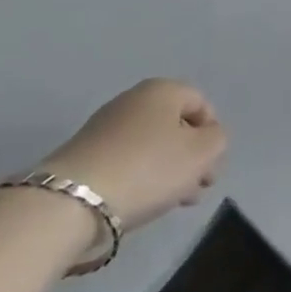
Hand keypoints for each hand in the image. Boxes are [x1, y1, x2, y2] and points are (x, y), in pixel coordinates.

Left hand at [42, 79, 227, 232]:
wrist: (73, 200)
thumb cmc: (147, 168)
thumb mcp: (201, 153)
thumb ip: (217, 140)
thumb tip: (208, 140)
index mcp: (163, 89)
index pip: (202, 104)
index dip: (213, 136)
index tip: (211, 170)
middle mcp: (134, 98)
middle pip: (175, 125)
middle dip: (190, 157)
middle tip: (194, 190)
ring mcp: (106, 125)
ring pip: (151, 145)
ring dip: (166, 171)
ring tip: (169, 202)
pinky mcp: (85, 153)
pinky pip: (126, 160)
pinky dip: (139, 177)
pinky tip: (140, 202)